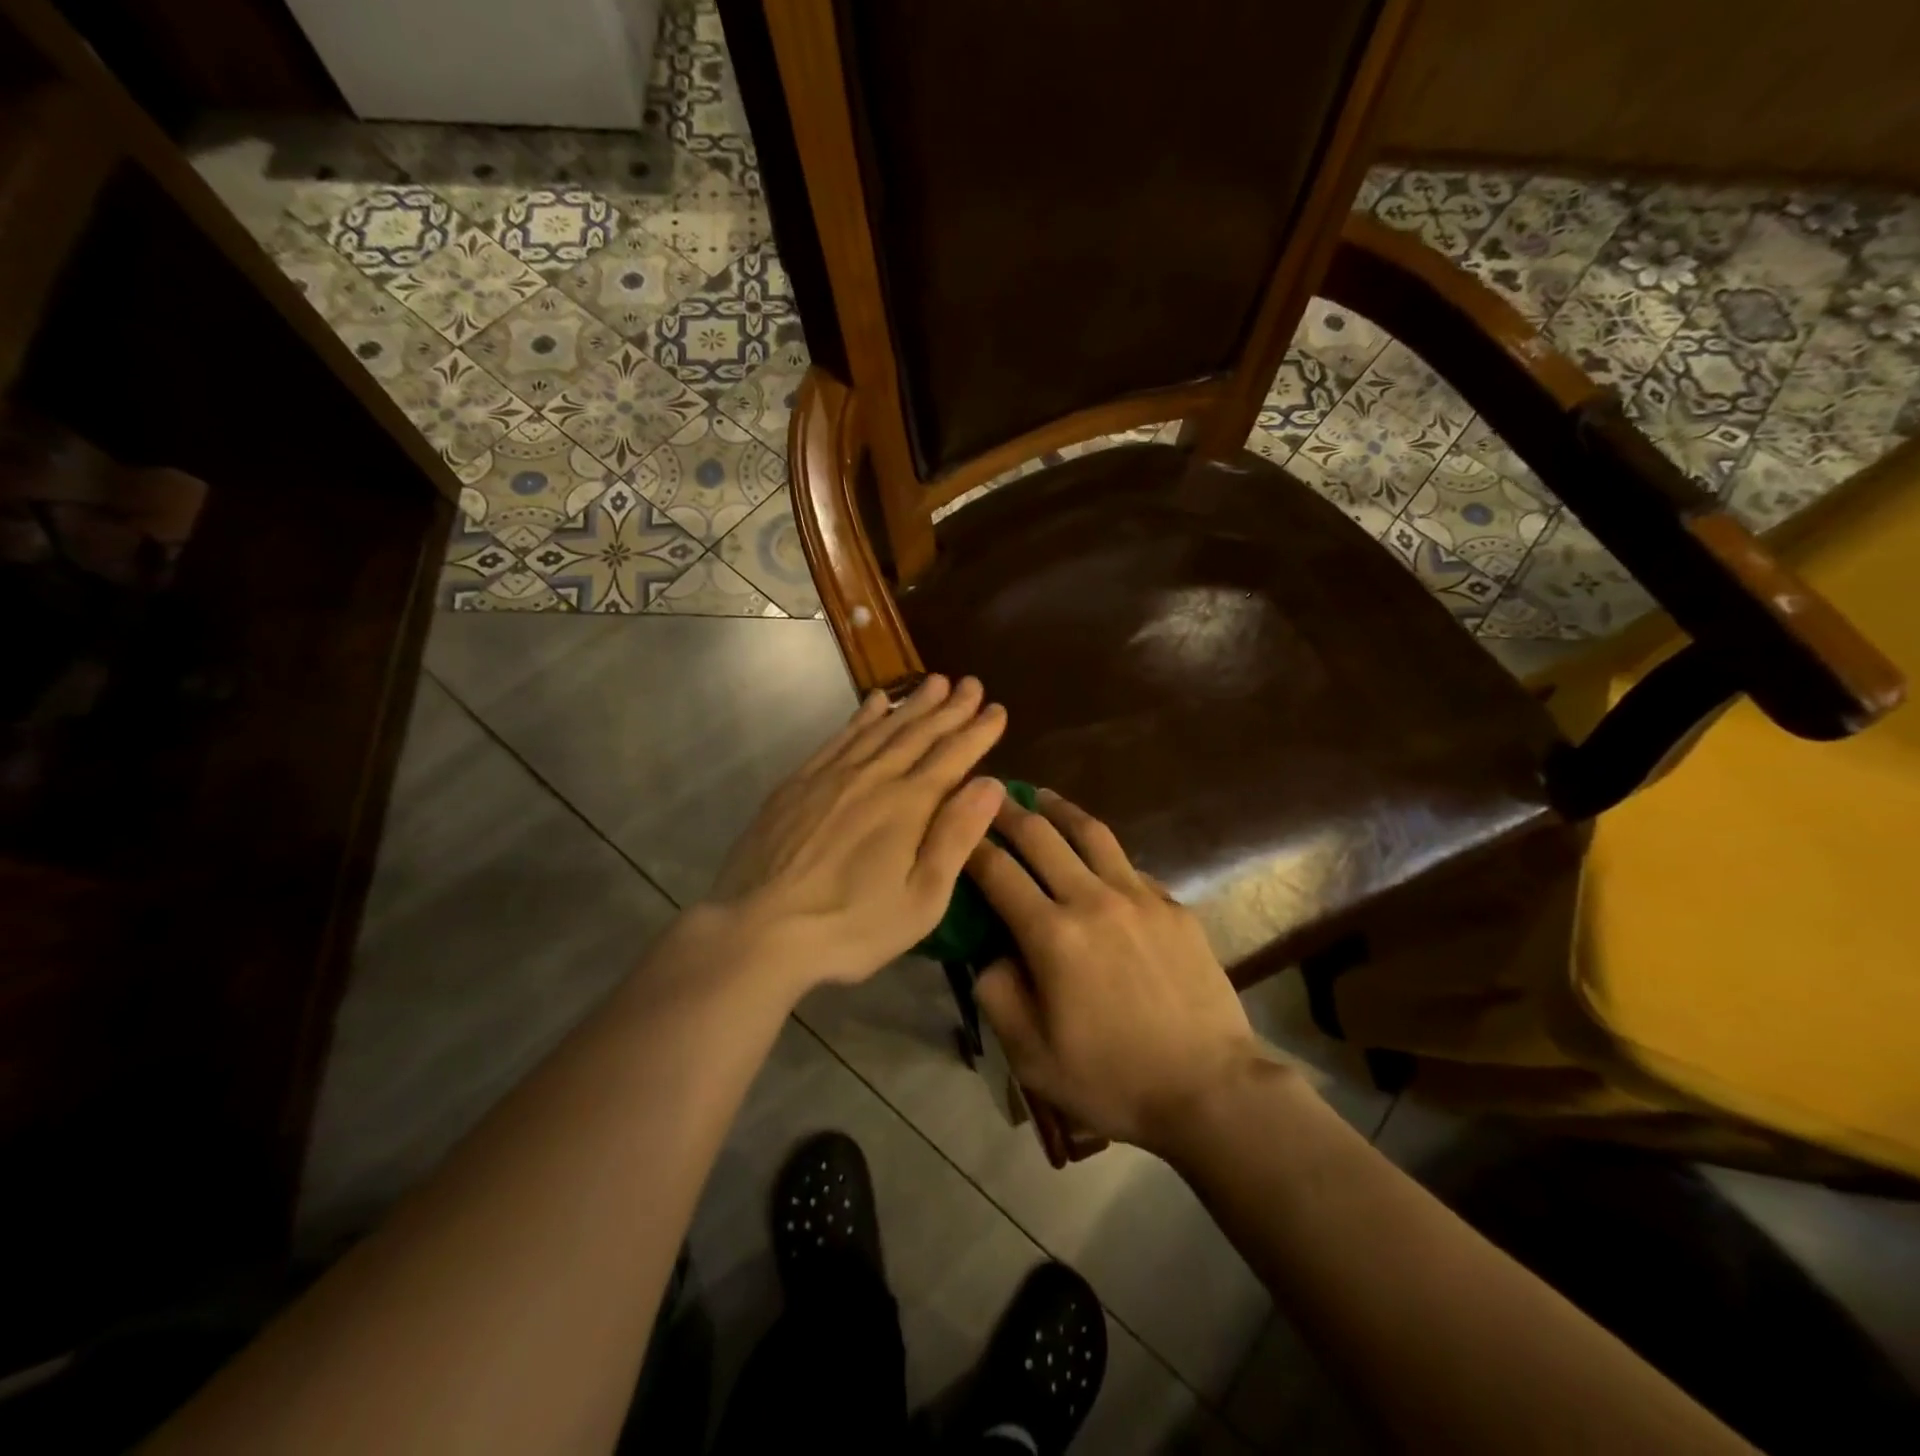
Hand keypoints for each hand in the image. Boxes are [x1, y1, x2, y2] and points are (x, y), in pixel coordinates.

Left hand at [701, 675, 1007, 996]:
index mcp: (908, 805)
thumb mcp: (921, 899)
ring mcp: (832, 776)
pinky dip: (862, 716)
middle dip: (950, 707)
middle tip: (972, 683)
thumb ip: (956, 837)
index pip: (952, 756)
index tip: (998, 709)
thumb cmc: (850, 926)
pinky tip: (874, 702)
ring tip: (933, 682)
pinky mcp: (798, 783)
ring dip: (911, 703)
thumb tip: (991, 784)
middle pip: (919, 733)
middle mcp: (873, 777)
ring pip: (881, 728)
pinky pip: (839, 737)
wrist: (758, 929)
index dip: (978, 731)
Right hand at [967, 791, 1262, 1154]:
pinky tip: (1096, 858)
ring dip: (1059, 810)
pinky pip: (1128, 865)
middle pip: (1040, 836)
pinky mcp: (1173, 905)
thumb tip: (990, 952)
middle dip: (1007, 811)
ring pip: (1091, 833)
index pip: (997, 871)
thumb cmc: (1113, 1079)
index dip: (969, 845)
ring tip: (1041, 797)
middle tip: (989, 795)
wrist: (1210, 1088)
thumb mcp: (1032, 1055)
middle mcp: (1093, 900)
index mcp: (1053, 935)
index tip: (955, 827)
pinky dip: (1102, 853)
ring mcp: (1140, 897)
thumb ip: (997, 995)